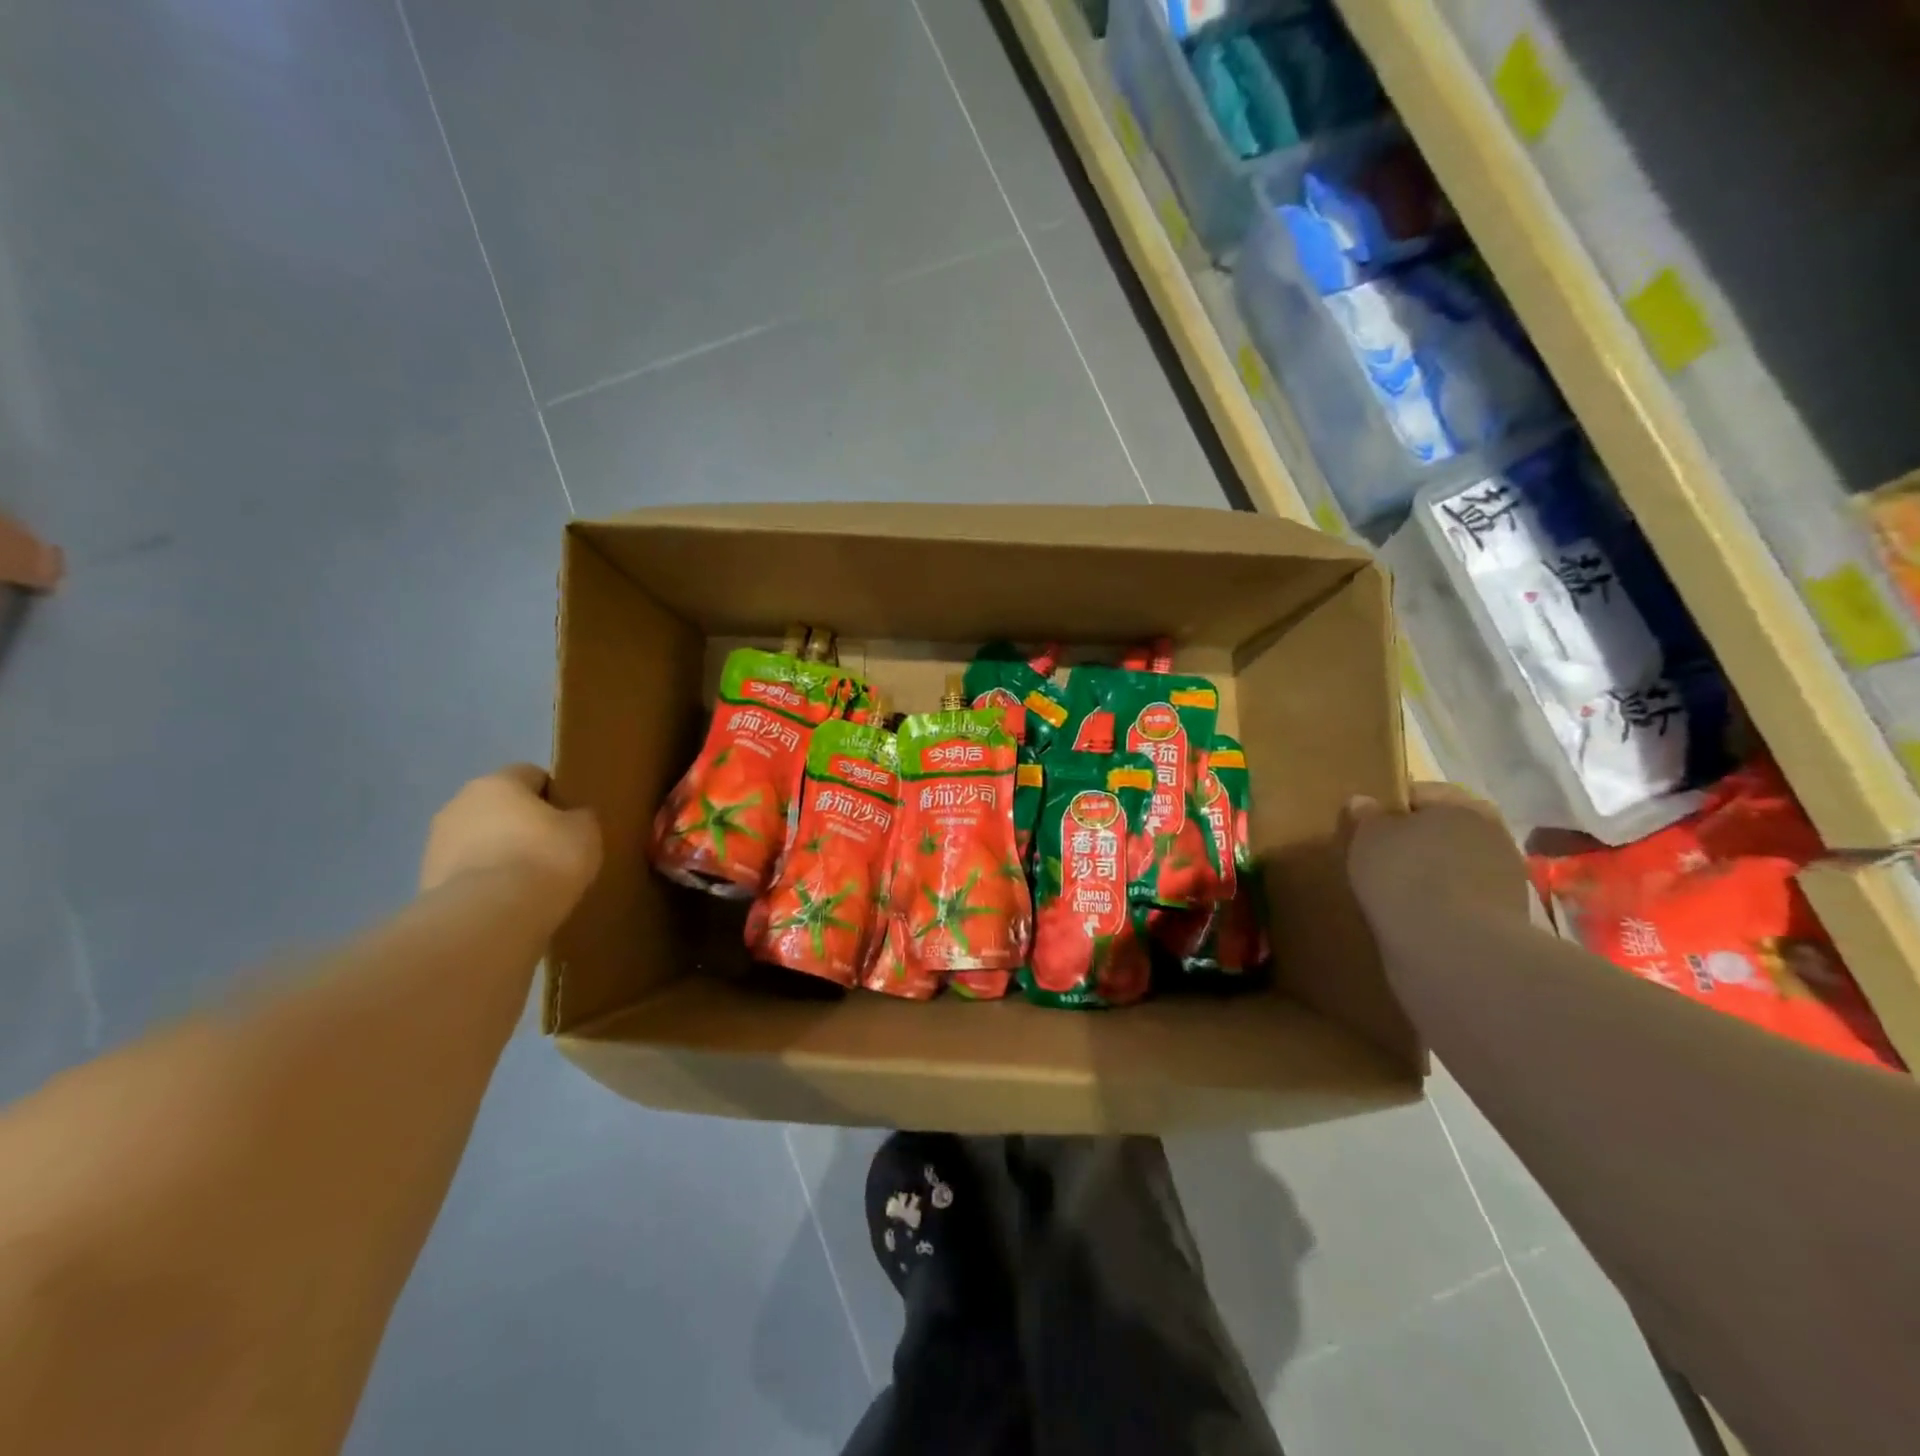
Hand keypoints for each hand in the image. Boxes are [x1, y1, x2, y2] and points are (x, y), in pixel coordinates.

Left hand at [420, 764, 602, 904]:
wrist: (490, 916)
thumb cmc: (545, 858)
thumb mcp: (586, 832)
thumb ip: (580, 817)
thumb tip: (573, 817)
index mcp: (498, 782)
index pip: (532, 775)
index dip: (555, 795)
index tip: (571, 821)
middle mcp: (460, 803)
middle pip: (500, 807)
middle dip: (522, 824)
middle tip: (551, 852)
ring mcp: (436, 843)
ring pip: (479, 839)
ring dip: (499, 853)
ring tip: (528, 883)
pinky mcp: (426, 880)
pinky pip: (467, 872)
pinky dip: (485, 881)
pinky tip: (506, 901)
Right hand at [1341, 782, 1530, 929]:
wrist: (1453, 951)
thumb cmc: (1406, 876)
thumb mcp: (1368, 837)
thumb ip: (1365, 816)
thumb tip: (1362, 802)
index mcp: (1464, 805)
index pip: (1420, 793)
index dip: (1388, 807)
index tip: (1362, 828)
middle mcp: (1492, 835)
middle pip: (1440, 831)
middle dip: (1412, 843)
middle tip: (1373, 860)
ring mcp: (1502, 880)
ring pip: (1450, 867)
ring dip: (1426, 877)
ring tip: (1390, 893)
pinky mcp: (1501, 921)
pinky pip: (1457, 901)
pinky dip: (1437, 906)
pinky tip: (1411, 918)